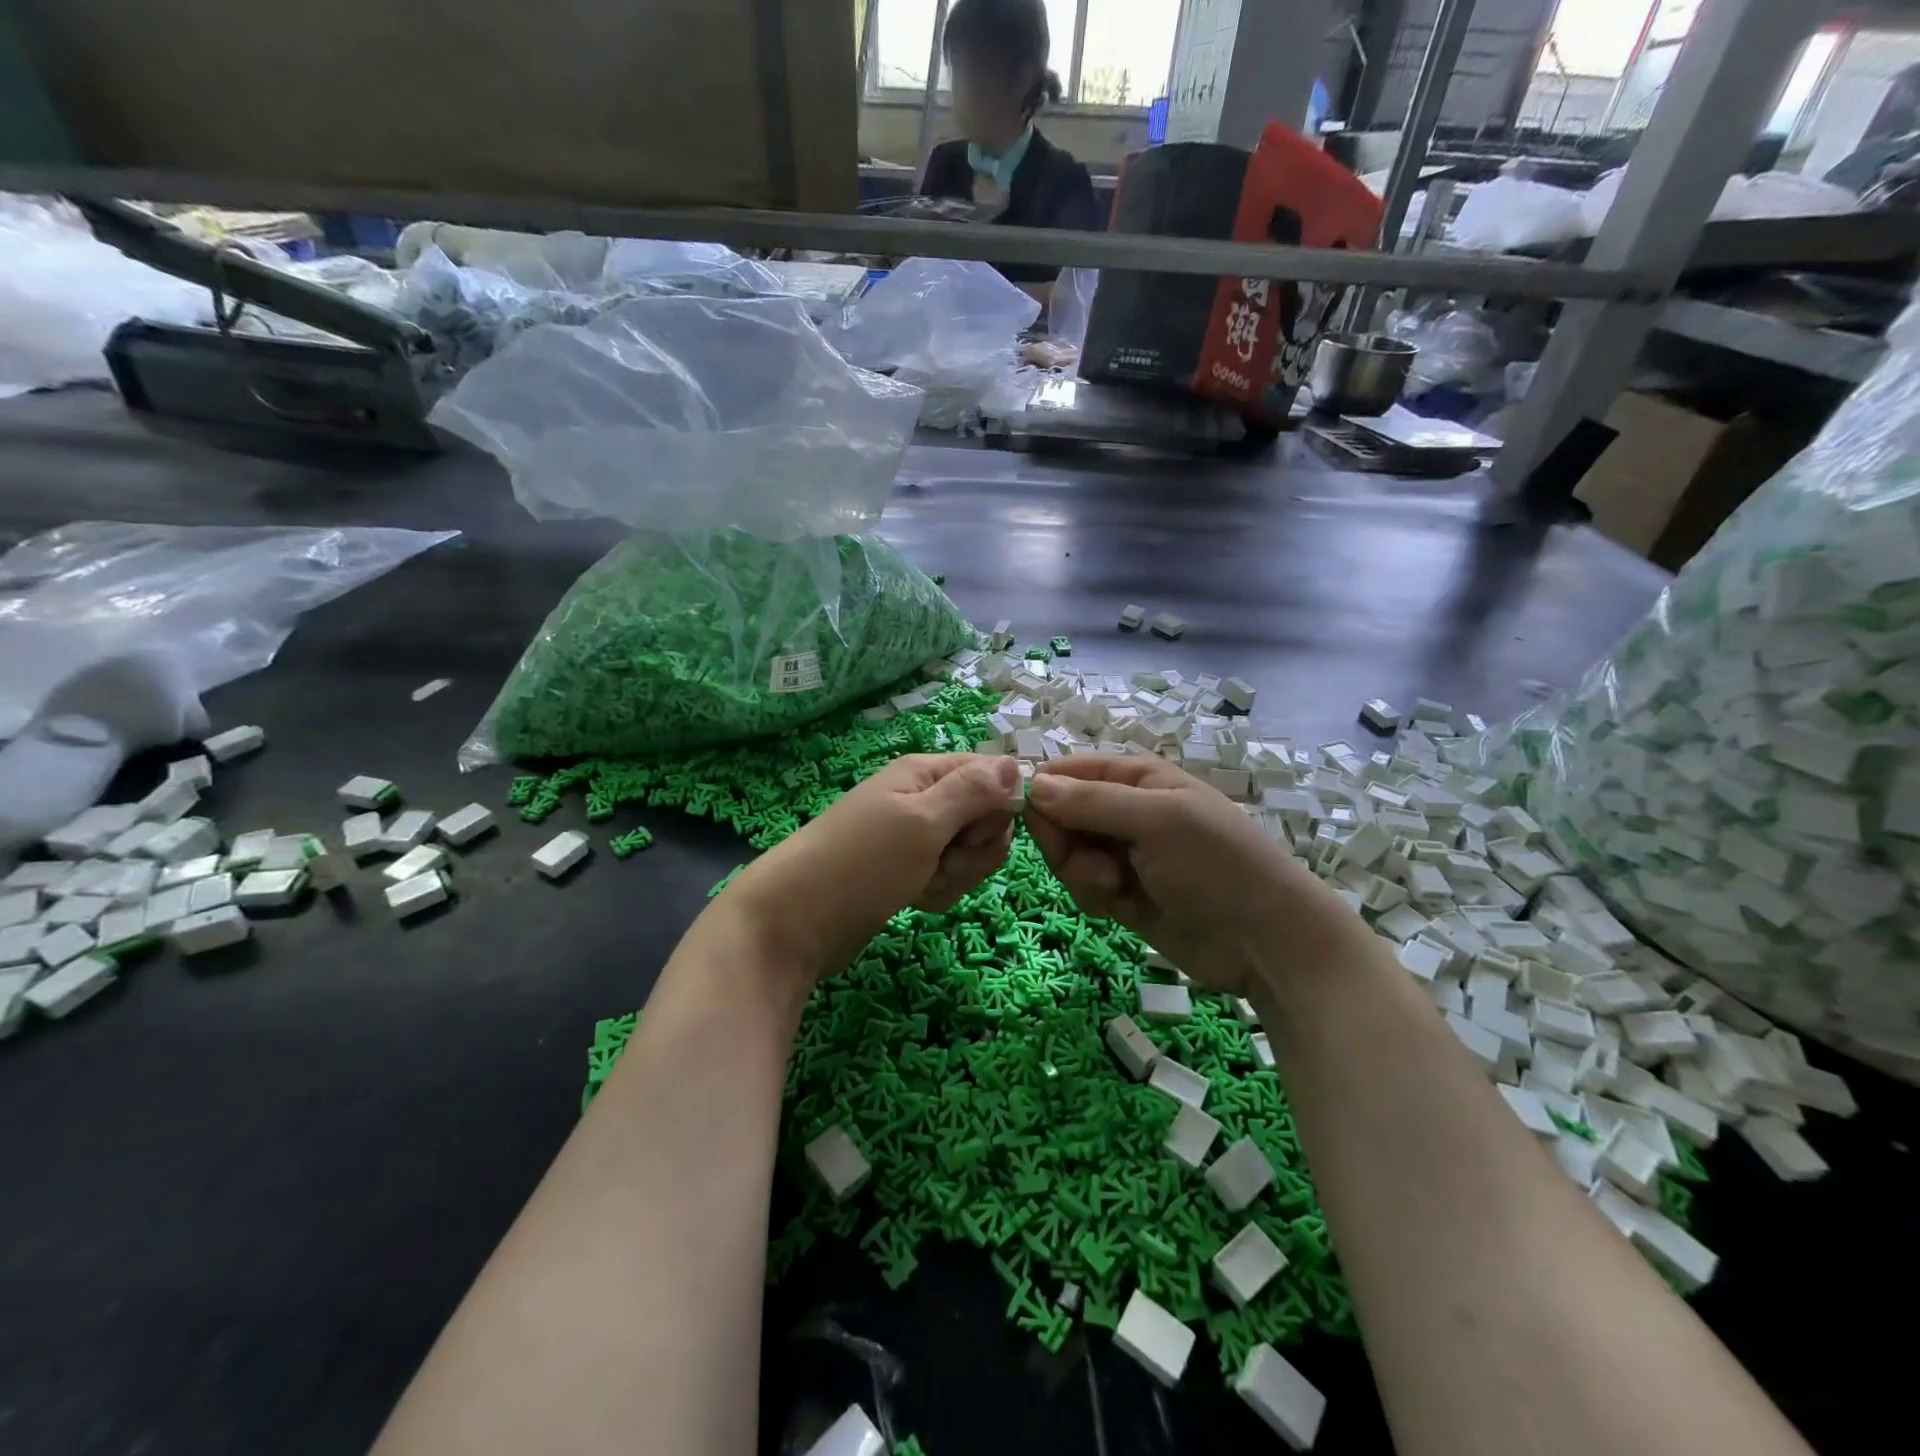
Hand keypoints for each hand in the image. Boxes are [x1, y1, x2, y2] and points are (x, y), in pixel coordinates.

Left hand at [723, 754, 1021, 982]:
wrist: (795, 921)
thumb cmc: (862, 863)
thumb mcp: (922, 822)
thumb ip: (973, 792)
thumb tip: (1016, 762)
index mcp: (925, 773)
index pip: (991, 775)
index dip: (995, 807)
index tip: (973, 833)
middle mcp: (924, 798)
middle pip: (985, 818)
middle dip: (974, 849)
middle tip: (941, 861)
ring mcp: (916, 837)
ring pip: (970, 852)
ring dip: (956, 874)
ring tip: (921, 883)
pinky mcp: (910, 871)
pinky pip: (949, 876)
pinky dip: (938, 891)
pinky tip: (914, 899)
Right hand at [1024, 755, 1366, 997]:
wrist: (1264, 941)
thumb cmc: (1215, 864)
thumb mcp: (1156, 821)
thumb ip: (1091, 802)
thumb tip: (1033, 785)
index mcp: (1136, 777)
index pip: (1068, 772)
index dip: (1043, 791)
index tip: (1028, 817)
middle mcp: (1124, 810)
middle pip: (1060, 815)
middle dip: (1066, 841)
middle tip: (1096, 863)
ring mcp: (1122, 853)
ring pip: (1067, 854)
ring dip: (1081, 873)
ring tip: (1116, 888)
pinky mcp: (1121, 893)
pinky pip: (1082, 885)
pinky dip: (1093, 896)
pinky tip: (1120, 908)